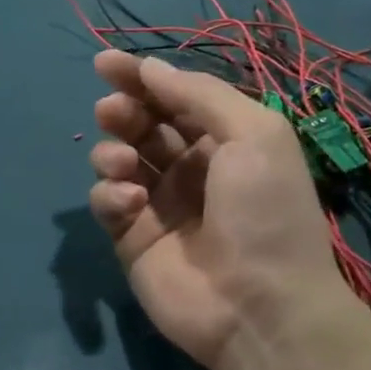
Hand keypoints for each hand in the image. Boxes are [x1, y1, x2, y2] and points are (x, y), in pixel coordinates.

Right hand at [87, 51, 353, 369]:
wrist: (260, 308)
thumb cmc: (266, 213)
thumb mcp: (253, 135)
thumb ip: (199, 94)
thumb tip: (150, 67)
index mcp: (223, 140)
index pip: (173, 97)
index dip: (139, 77)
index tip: (104, 62)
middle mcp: (189, 167)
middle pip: (140, 123)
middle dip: (122, 110)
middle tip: (112, 111)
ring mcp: (158, 202)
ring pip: (116, 157)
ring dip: (112, 151)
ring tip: (124, 164)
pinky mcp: (132, 236)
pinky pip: (106, 200)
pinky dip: (110, 194)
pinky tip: (131, 206)